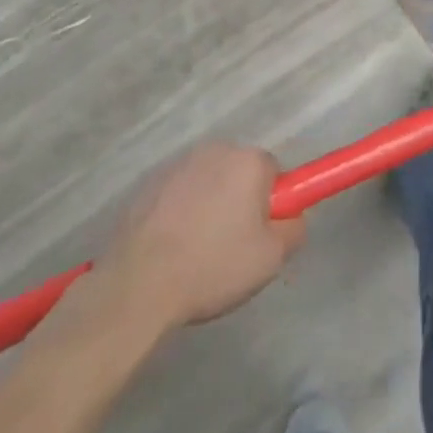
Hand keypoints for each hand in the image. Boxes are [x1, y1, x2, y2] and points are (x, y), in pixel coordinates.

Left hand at [103, 143, 304, 331]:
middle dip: (241, 202)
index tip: (259, 235)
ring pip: (209, 183)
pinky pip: (179, 193)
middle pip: (240, 173)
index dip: (271, 205)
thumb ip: (293, 229)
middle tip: (232, 247)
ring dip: (210, 206)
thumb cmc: (212, 266)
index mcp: (247, 160)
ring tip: (198, 251)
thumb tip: (292, 217)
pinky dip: (181, 212)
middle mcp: (216, 149)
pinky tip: (172, 247)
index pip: (274, 172)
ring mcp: (179, 163)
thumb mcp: (270, 259)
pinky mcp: (150, 181)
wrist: (139, 283)